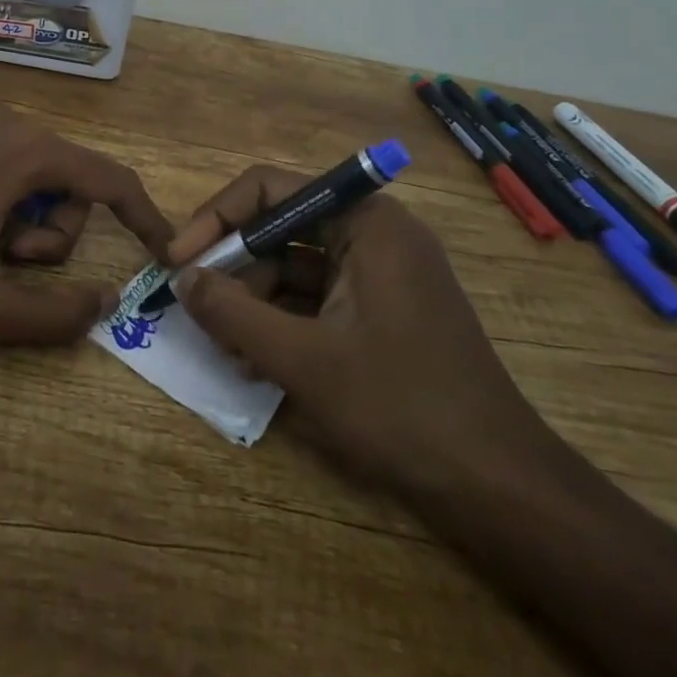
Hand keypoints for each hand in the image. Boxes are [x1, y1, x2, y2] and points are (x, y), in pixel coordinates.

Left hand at [0, 101, 172, 346]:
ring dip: (16, 204)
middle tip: (2, 258)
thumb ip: (53, 317)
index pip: (110, 179)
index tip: (160, 246)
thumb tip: (104, 302)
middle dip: (49, 226)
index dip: (143, 215)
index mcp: (27, 154)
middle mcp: (6, 115)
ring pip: (27, 158)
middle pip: (64, 175)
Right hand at [169, 168, 551, 493]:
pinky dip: (282, 321)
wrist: (498, 487)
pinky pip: (317, 299)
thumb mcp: (305, 359)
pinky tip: (254, 361)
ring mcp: (381, 275)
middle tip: (194, 307)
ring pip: (295, 267)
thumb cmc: (402, 407)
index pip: (271, 189)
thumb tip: (183, 278)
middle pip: (281, 227)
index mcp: (366, 222)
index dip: (217, 219)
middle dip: (235, 268)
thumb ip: (235, 313)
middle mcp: (375, 234)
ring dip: (254, 300)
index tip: (179, 260)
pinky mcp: (382, 312)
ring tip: (223, 346)